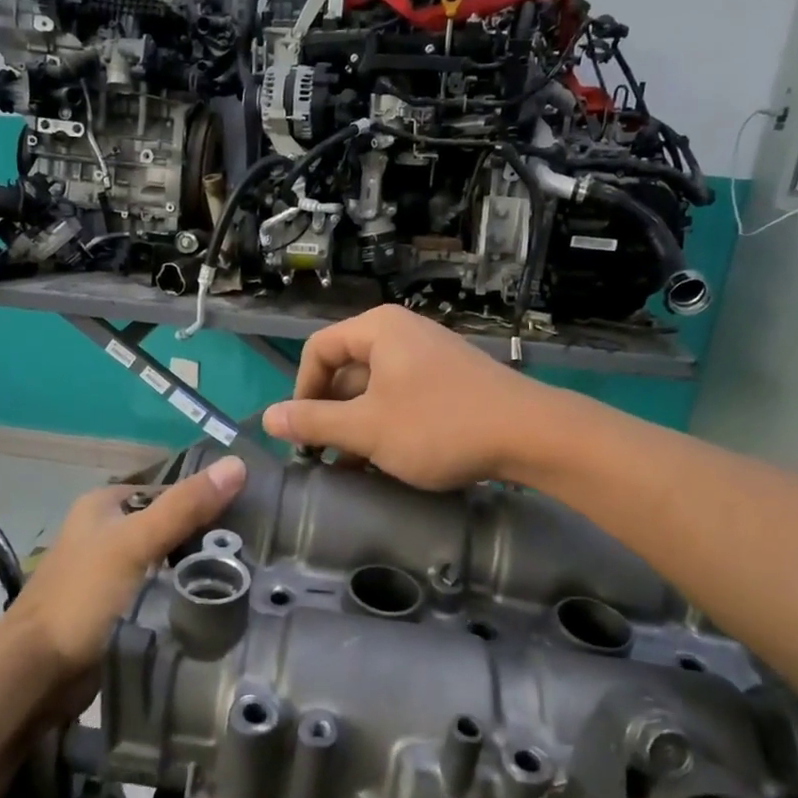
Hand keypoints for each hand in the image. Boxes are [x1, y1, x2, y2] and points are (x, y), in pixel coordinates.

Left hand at [10, 456, 247, 683]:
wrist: (36, 672)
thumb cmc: (82, 597)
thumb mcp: (135, 544)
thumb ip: (184, 507)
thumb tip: (238, 464)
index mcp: (104, 505)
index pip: (169, 491)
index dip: (206, 499)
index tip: (251, 516)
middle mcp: (105, 532)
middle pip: (168, 526)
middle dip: (204, 538)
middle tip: (252, 551)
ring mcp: (109, 572)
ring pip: (165, 561)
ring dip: (195, 570)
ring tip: (243, 577)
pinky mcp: (116, 608)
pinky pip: (159, 592)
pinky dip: (181, 596)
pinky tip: (213, 604)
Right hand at [262, 305, 548, 489]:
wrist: (530, 435)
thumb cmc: (438, 426)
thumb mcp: (366, 429)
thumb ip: (314, 423)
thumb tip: (268, 418)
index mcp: (378, 330)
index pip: (318, 350)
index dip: (301, 392)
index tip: (302, 434)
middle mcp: (402, 333)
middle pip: (346, 369)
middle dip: (330, 414)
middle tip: (324, 456)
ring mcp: (429, 356)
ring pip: (375, 388)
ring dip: (357, 426)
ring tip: (353, 467)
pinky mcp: (450, 379)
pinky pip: (403, 396)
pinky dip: (387, 424)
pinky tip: (387, 461)